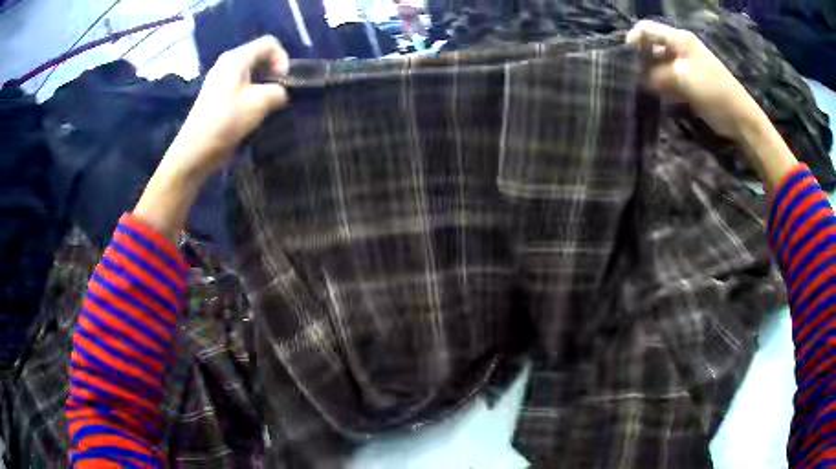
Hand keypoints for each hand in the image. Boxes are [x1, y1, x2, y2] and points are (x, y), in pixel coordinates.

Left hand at [134, 36, 287, 239]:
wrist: (195, 151)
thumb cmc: (226, 121)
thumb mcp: (261, 102)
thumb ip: (280, 91)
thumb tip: (283, 93)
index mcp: (236, 58)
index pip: (269, 43)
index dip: (283, 58)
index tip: (285, 81)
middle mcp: (227, 63)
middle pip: (260, 56)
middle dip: (275, 72)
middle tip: (281, 93)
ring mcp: (220, 80)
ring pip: (252, 73)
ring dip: (265, 85)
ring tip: (270, 104)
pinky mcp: (217, 96)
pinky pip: (242, 86)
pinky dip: (253, 94)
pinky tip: (254, 112)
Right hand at [626, 20, 765, 140]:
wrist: (739, 116)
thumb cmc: (713, 90)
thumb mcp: (682, 78)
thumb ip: (657, 73)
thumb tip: (637, 76)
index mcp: (679, 39)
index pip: (647, 29)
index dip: (634, 40)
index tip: (625, 59)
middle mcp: (679, 48)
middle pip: (651, 46)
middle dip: (640, 60)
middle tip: (631, 77)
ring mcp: (684, 66)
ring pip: (658, 65)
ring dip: (649, 75)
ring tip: (639, 89)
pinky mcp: (688, 83)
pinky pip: (667, 80)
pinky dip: (660, 86)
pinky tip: (654, 96)